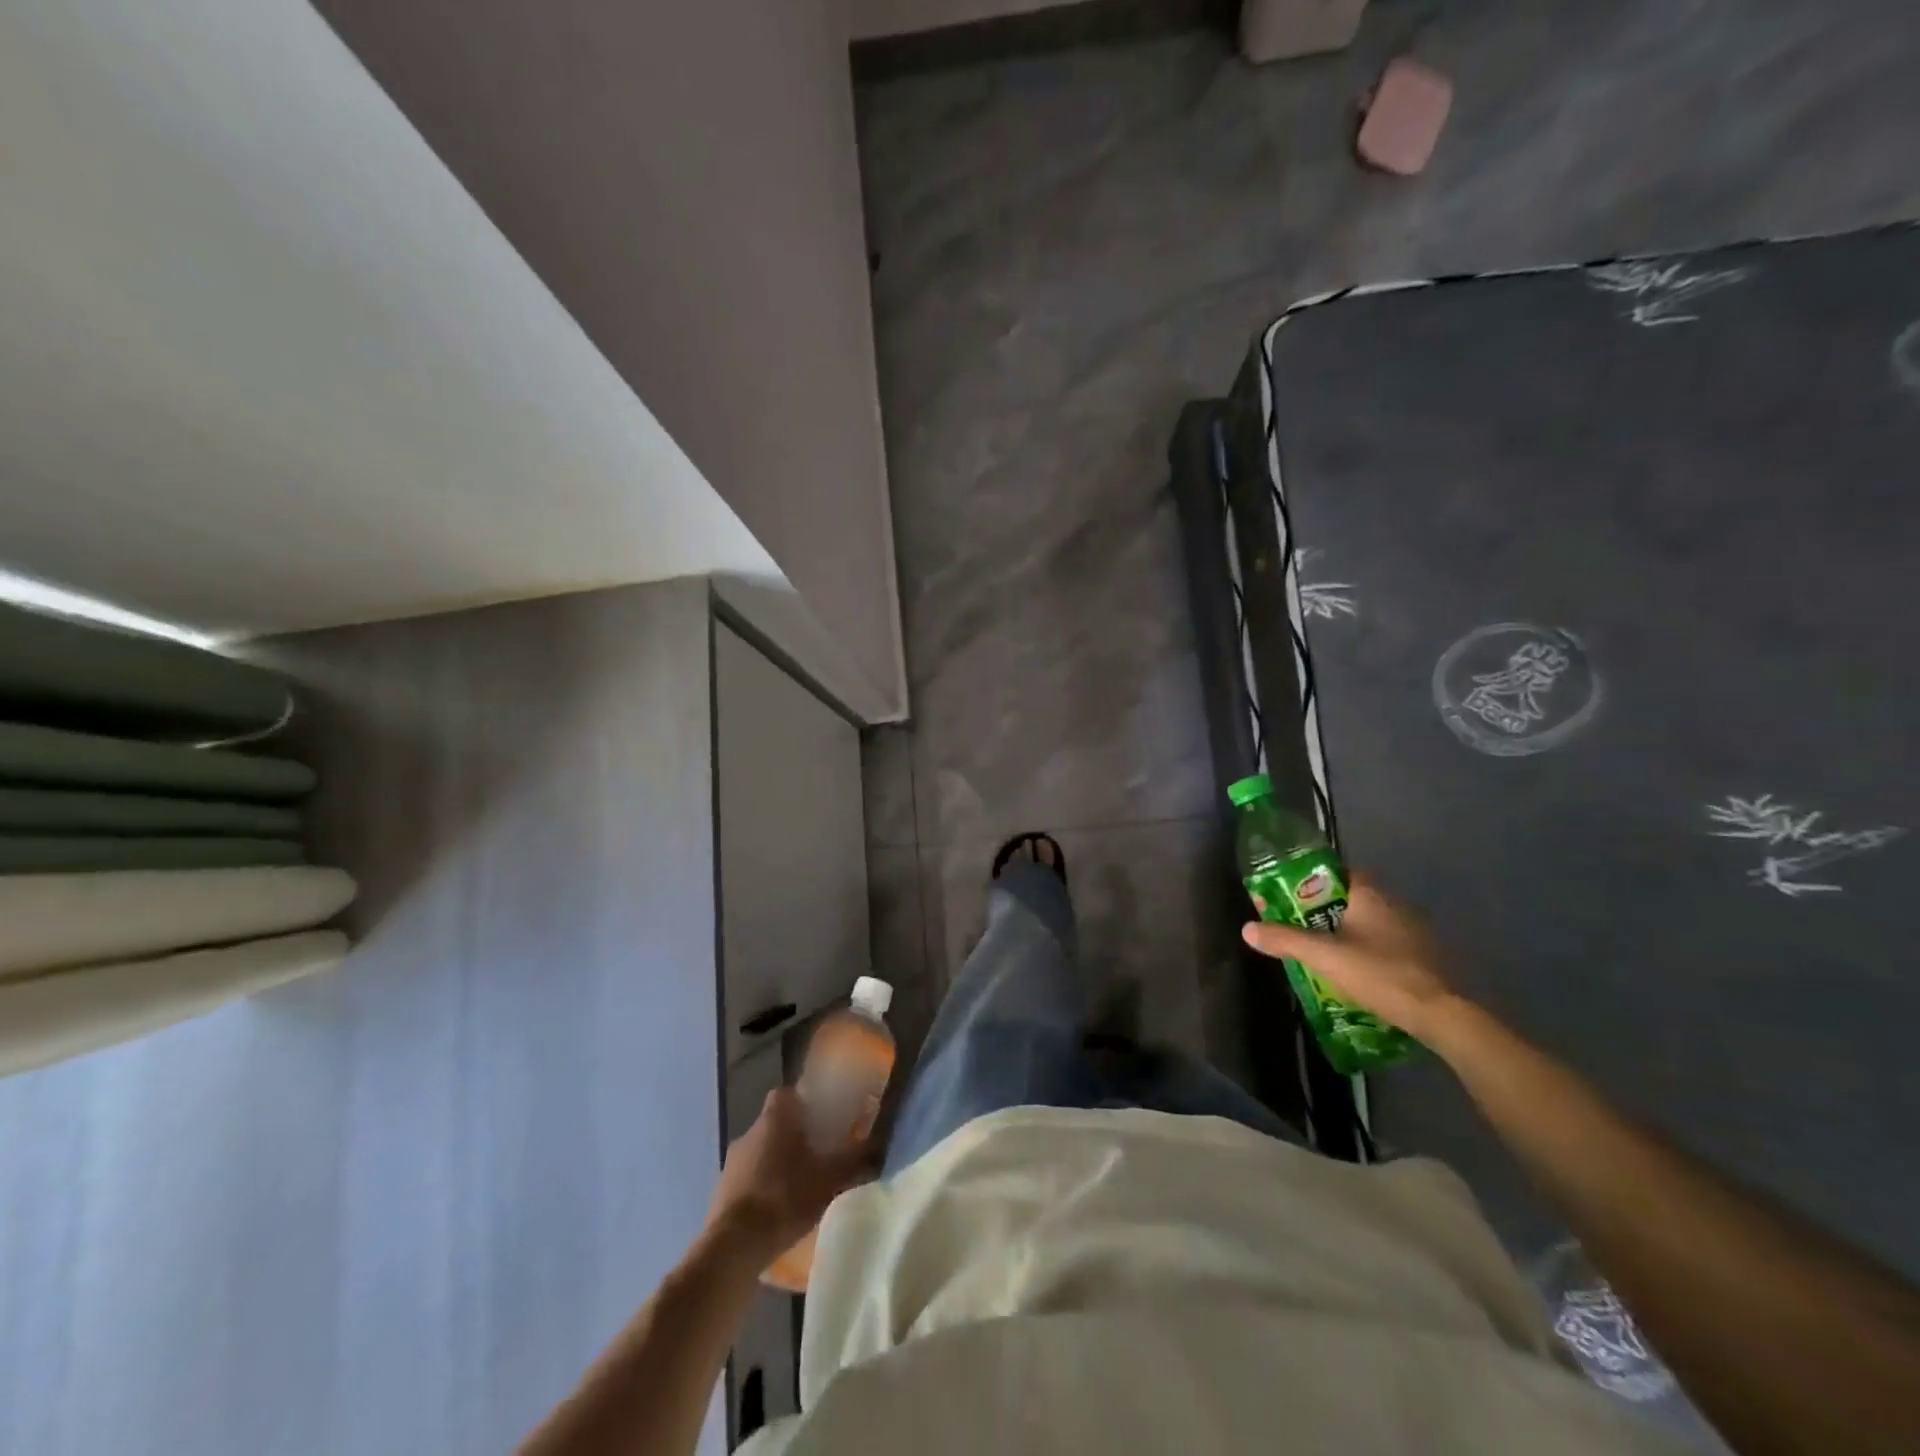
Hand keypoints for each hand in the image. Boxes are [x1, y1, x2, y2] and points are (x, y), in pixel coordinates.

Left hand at [706, 1087, 869, 1257]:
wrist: (734, 1246)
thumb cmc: (785, 1197)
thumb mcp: (829, 1178)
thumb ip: (855, 1159)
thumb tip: (879, 1144)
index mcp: (774, 1118)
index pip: (787, 1094)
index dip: (804, 1101)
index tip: (821, 1116)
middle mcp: (749, 1132)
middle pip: (775, 1123)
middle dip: (794, 1135)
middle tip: (818, 1153)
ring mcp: (731, 1164)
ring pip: (760, 1152)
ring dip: (777, 1163)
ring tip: (800, 1185)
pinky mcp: (721, 1193)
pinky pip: (748, 1179)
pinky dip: (762, 1187)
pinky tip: (778, 1210)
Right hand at [1242, 872, 1463, 1040]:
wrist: (1441, 1015)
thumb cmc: (1380, 974)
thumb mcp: (1324, 957)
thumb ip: (1285, 940)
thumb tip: (1247, 928)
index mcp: (1370, 894)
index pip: (1336, 872)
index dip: (1311, 881)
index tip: (1291, 896)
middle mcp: (1395, 903)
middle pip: (1351, 897)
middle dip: (1325, 909)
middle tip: (1301, 926)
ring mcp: (1414, 929)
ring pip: (1370, 921)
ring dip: (1348, 931)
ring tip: (1323, 950)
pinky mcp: (1425, 954)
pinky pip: (1387, 941)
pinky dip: (1369, 949)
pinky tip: (1356, 969)